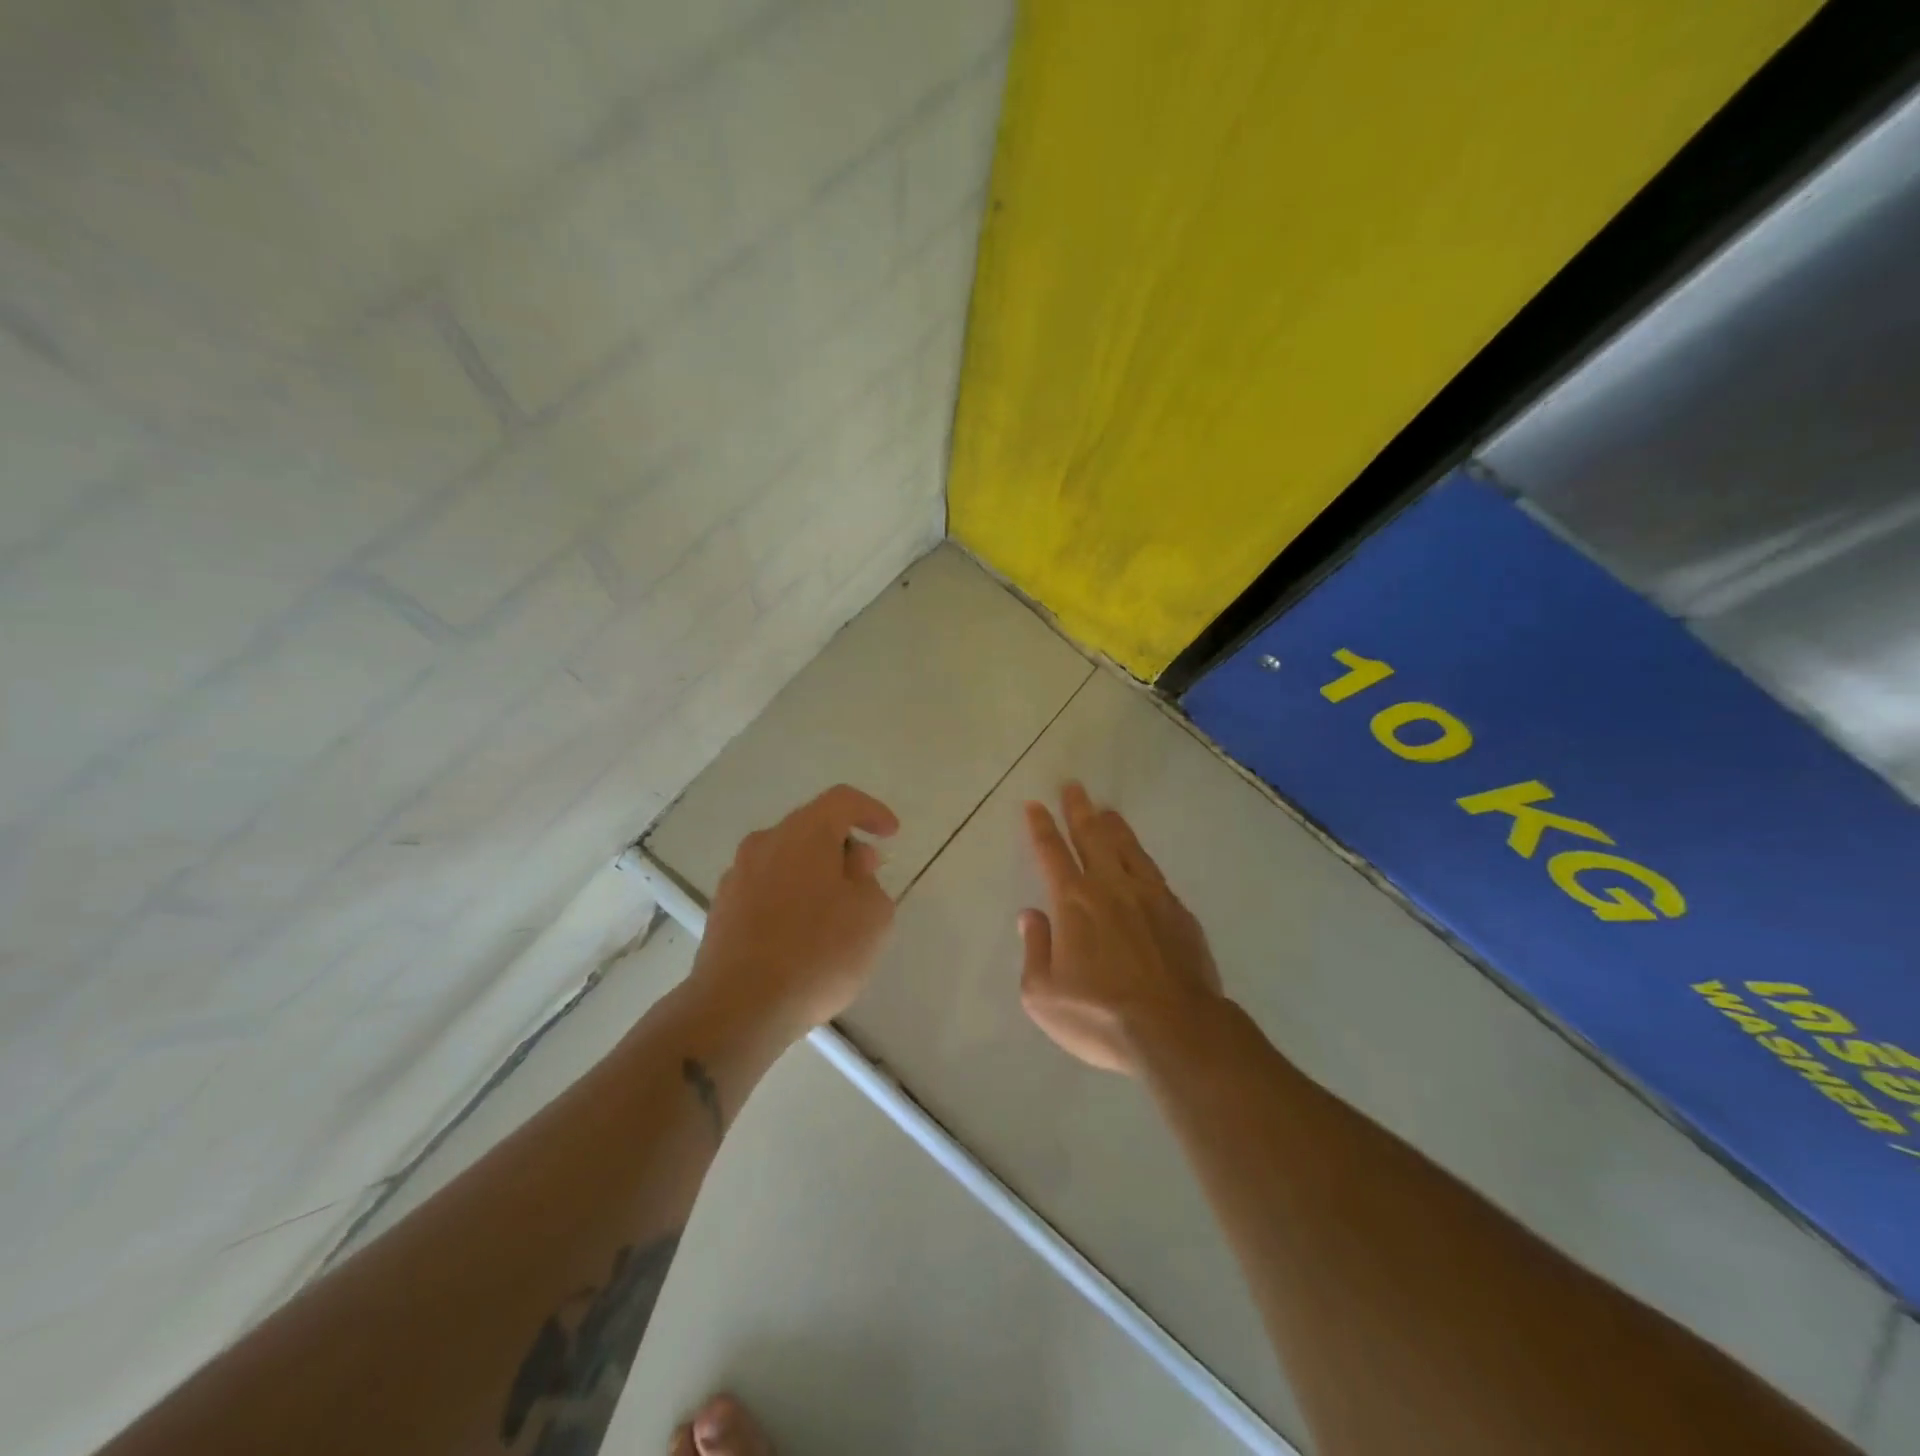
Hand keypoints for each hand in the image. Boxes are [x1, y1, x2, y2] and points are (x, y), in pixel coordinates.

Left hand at [692, 784, 899, 1036]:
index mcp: (804, 833)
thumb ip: (869, 881)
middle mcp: (765, 843)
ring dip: (814, 873)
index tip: (891, 833)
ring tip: (835, 910)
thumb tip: (851, 865)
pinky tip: (802, 933)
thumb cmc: (818, 953)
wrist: (740, 1007)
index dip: (871, 811)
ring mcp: (737, 876)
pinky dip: (789, 897)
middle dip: (842, 846)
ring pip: (786, 859)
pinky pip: (766, 889)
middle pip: (810, 828)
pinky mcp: (722, 910)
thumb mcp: (872, 916)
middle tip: (866, 875)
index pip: (843, 801)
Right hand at [1019, 782, 1224, 1074]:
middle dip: (1079, 810)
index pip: (1051, 853)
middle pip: (1091, 837)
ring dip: (1113, 826)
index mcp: (1074, 902)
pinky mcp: (1179, 913)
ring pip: (1127, 848)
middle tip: (1073, 786)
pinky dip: (1141, 857)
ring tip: (1107, 810)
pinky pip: (1154, 873)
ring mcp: (1150, 896)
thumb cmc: (1099, 1015)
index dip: (1041, 827)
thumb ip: (1035, 948)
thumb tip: (1031, 916)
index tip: (1035, 804)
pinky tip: (1140, 858)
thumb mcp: (1043, 993)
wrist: (1175, 1030)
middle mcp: (1111, 887)